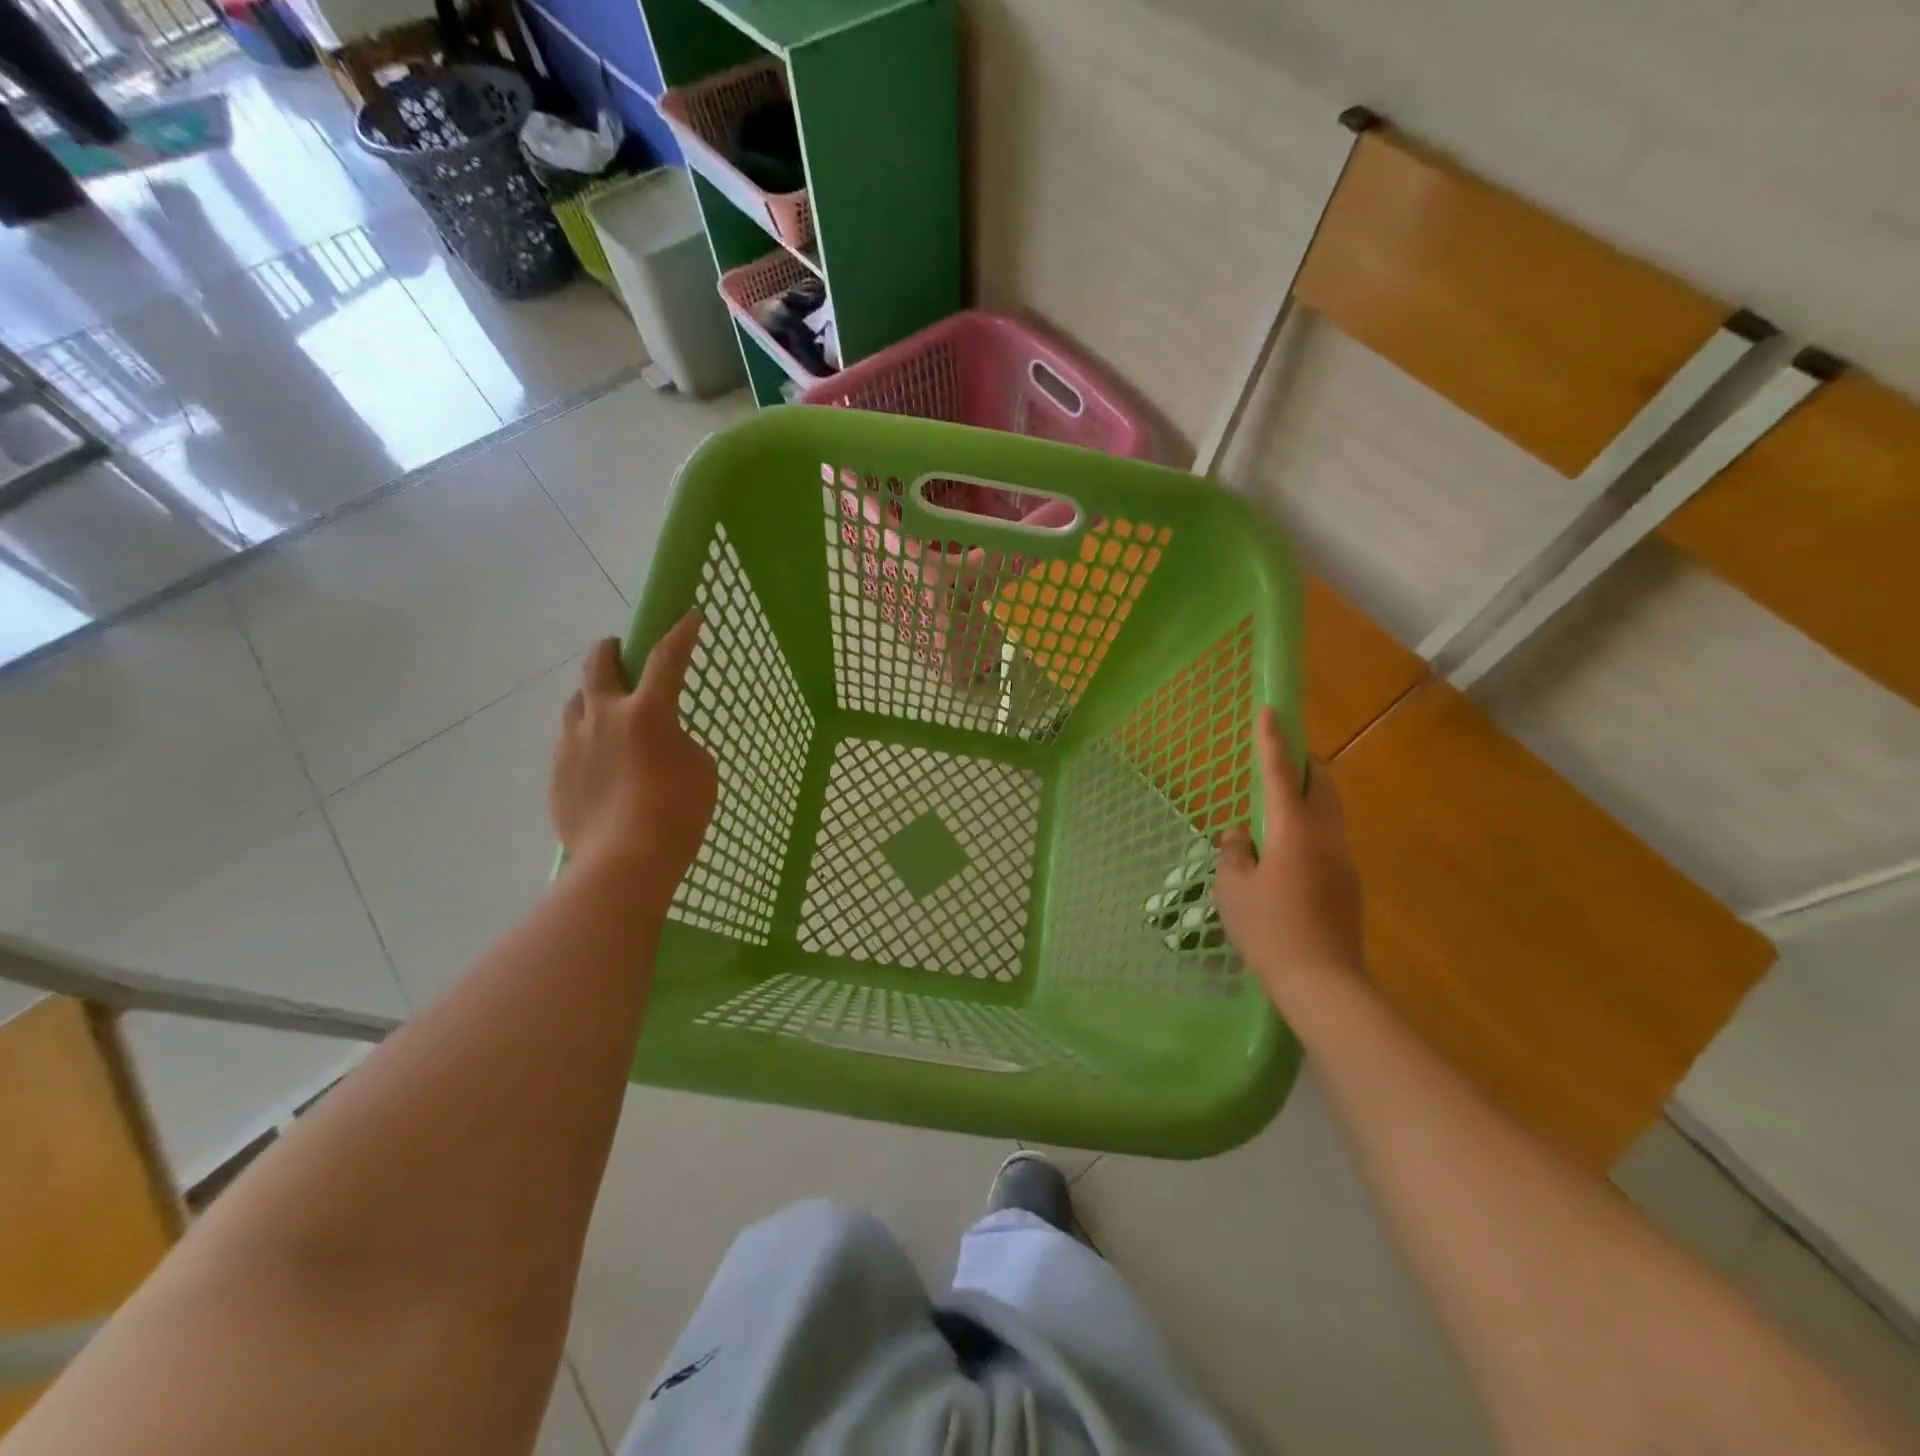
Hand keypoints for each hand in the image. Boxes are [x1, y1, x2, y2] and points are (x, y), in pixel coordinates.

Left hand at [549, 612, 717, 914]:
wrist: (624, 861)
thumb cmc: (677, 812)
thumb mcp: (699, 769)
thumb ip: (678, 742)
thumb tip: (659, 742)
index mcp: (647, 712)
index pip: (667, 659)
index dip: (681, 634)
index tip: (689, 615)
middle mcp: (603, 716)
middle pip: (599, 664)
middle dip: (611, 650)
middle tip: (619, 652)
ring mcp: (573, 744)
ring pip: (576, 702)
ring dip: (593, 697)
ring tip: (607, 713)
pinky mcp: (558, 772)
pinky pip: (570, 742)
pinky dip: (587, 740)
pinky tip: (601, 765)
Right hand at [1216, 706, 1365, 1004]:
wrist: (1323, 982)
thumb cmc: (1268, 930)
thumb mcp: (1233, 889)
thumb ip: (1234, 852)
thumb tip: (1241, 833)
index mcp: (1293, 830)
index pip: (1281, 772)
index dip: (1272, 739)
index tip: (1269, 709)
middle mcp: (1325, 835)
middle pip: (1321, 782)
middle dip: (1302, 763)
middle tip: (1276, 762)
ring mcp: (1343, 858)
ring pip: (1329, 809)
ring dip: (1306, 796)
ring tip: (1275, 810)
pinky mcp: (1349, 881)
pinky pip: (1329, 836)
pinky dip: (1309, 826)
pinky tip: (1286, 854)